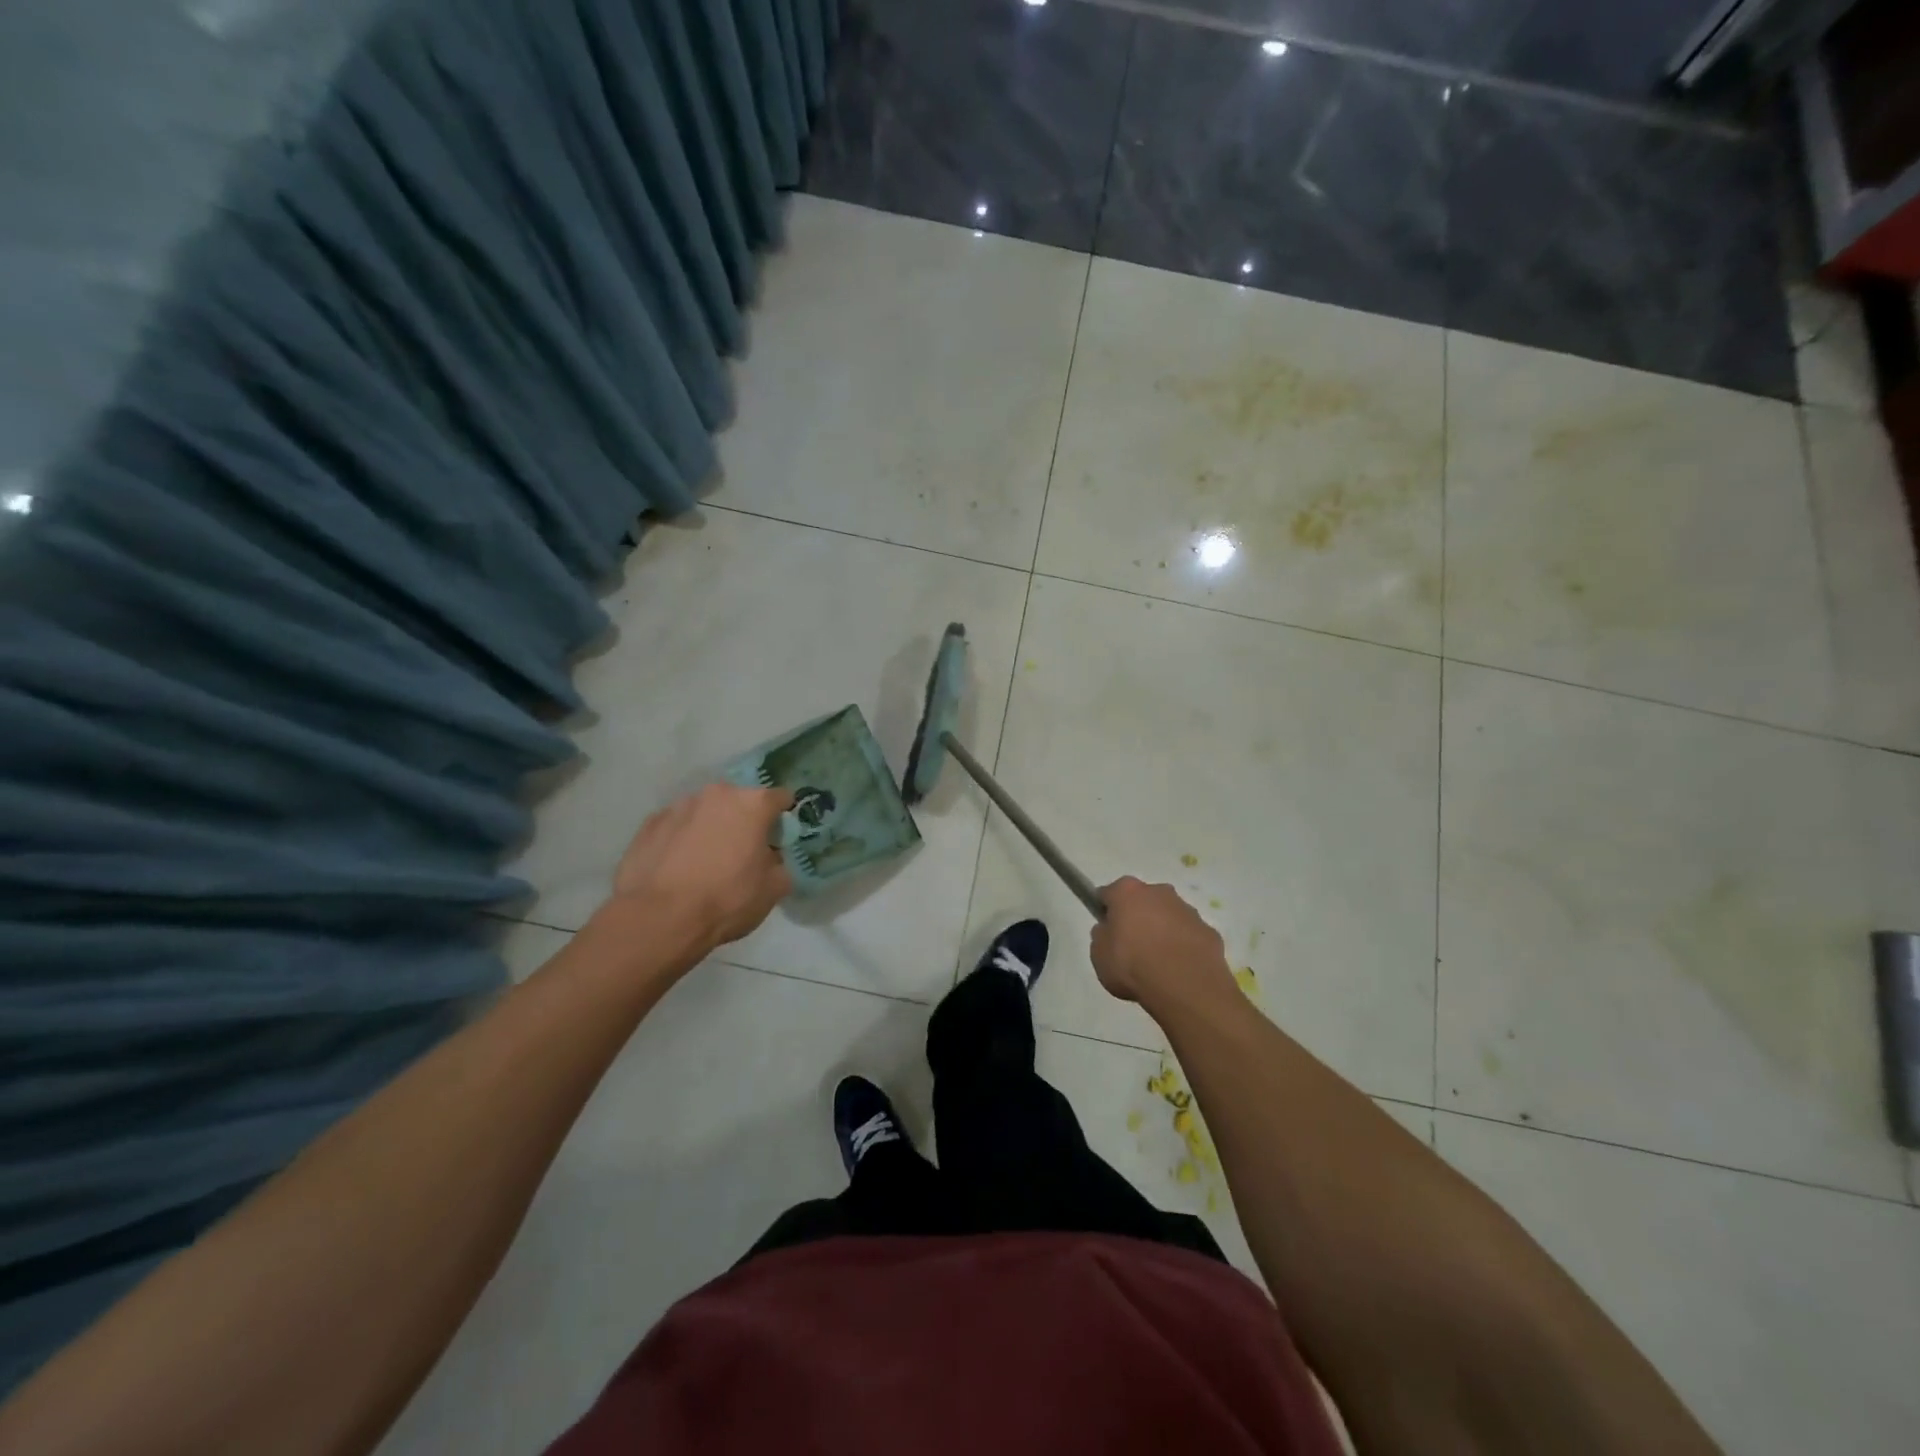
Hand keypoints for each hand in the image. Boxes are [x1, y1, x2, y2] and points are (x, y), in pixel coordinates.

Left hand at [611, 784, 794, 957]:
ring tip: (704, 862)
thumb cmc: (726, 899)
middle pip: (739, 802)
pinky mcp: (649, 823)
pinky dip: (681, 839)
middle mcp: (717, 794)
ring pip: (705, 812)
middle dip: (743, 821)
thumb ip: (779, 864)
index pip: (780, 798)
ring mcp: (679, 806)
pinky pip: (676, 826)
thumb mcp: (773, 890)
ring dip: (710, 828)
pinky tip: (677, 867)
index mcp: (753, 803)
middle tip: (741, 852)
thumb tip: (770, 859)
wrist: (659, 918)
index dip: (783, 818)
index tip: (779, 838)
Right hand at [1090, 877, 1235, 1010]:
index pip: (1109, 894)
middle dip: (1138, 917)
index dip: (1105, 911)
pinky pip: (1189, 936)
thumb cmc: (1132, 966)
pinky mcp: (1209, 931)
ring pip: (1169, 916)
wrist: (1185, 987)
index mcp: (1127, 891)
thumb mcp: (1099, 955)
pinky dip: (1183, 947)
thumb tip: (1109, 931)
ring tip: (1158, 963)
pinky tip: (1179, 970)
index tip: (1106, 929)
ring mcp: (1188, 910)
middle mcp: (1159, 892)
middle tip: (1131, 946)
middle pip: (1142, 900)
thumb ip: (1102, 937)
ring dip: (1162, 931)